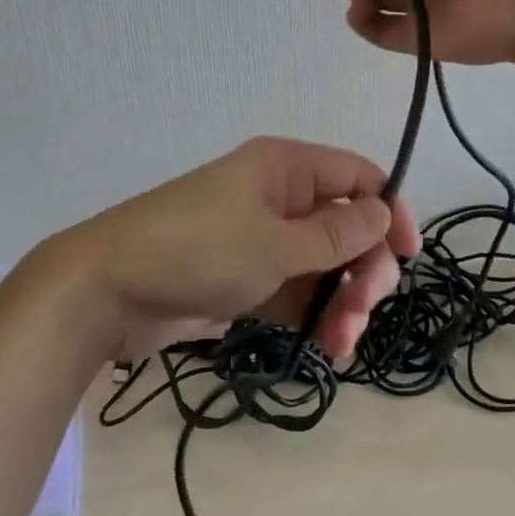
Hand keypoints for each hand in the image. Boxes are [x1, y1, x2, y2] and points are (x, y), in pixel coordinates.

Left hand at [42, 138, 419, 361]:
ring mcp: (261, 240)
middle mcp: (278, 198)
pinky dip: (312, 316)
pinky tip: (323, 347)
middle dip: (362, 271)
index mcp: (286, 168)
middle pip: (346, 227)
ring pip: (323, 266)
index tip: (407, 257)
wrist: (108, 291)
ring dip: (340, 302)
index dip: (390, 212)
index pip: (359, 178)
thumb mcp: (274, 243)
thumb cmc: (197, 251)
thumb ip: (336, 234)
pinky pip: (296, 292)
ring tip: (338, 345)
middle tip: (360, 312)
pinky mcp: (245, 279)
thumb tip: (385, 212)